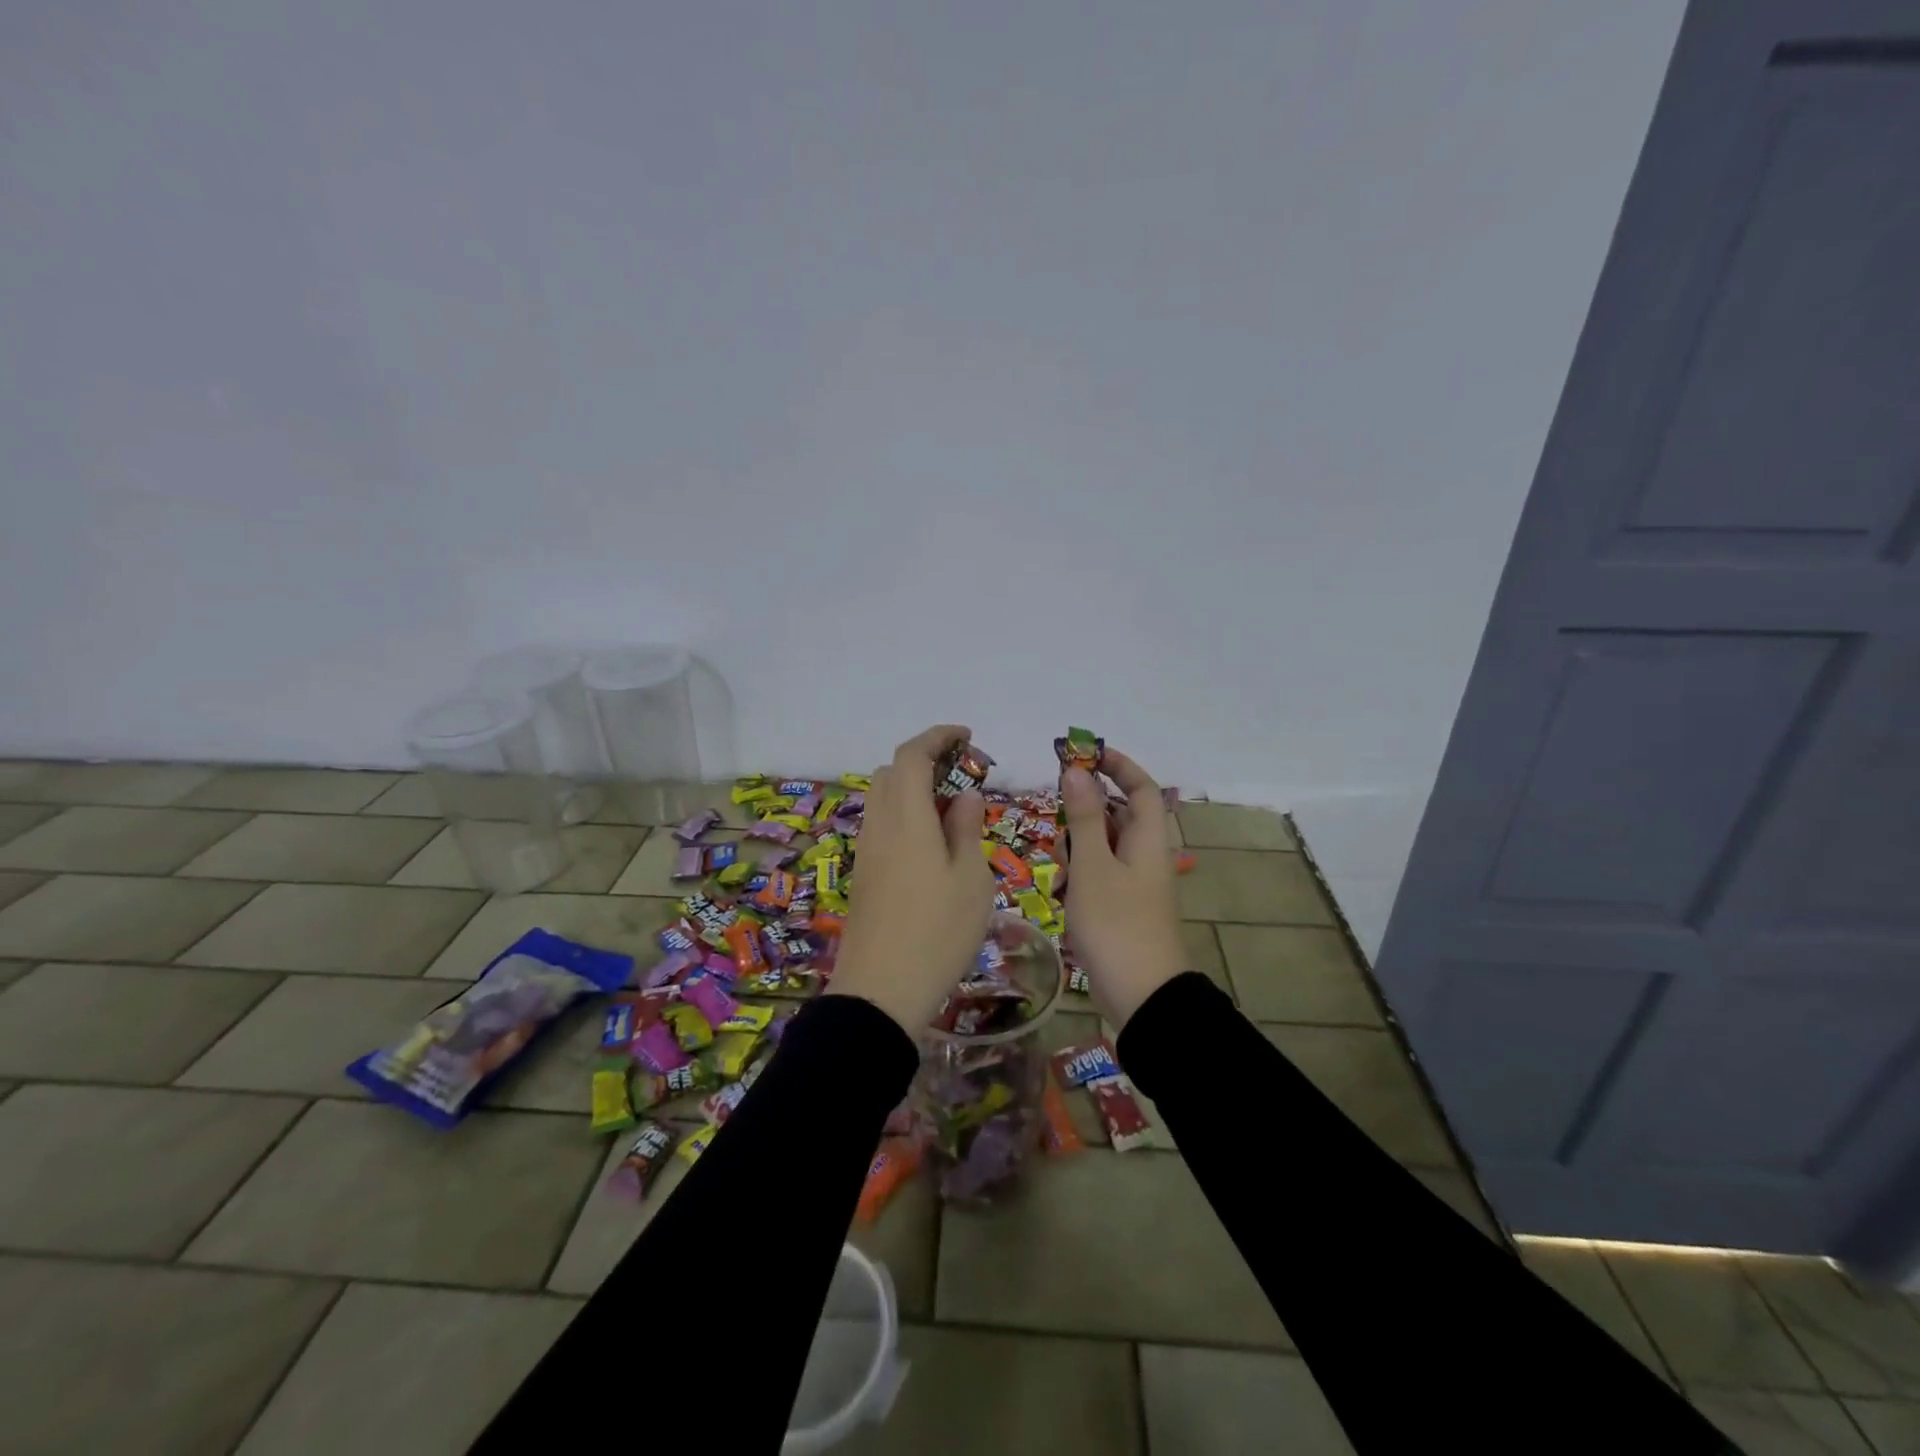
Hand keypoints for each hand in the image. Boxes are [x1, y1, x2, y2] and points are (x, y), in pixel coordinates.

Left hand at [829, 725, 996, 1035]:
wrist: (880, 991)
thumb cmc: (937, 932)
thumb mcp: (970, 879)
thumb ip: (966, 829)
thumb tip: (964, 795)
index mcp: (906, 817)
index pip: (912, 755)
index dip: (937, 736)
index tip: (966, 736)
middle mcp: (879, 825)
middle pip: (892, 772)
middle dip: (925, 761)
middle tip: (962, 776)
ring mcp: (866, 851)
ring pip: (883, 799)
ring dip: (913, 789)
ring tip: (950, 812)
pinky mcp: (862, 874)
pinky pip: (881, 825)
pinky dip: (904, 815)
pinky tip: (931, 844)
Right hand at [1060, 749, 1187, 1029]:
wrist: (1142, 998)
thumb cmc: (1116, 925)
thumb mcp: (1093, 866)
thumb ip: (1085, 817)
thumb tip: (1076, 770)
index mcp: (1148, 840)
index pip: (1141, 787)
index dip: (1118, 765)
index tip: (1084, 753)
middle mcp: (1147, 856)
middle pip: (1121, 814)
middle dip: (1089, 806)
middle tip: (1056, 808)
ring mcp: (1137, 884)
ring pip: (1107, 845)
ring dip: (1081, 841)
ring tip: (1058, 859)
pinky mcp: (1124, 907)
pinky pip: (1102, 873)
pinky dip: (1082, 870)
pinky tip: (1064, 887)